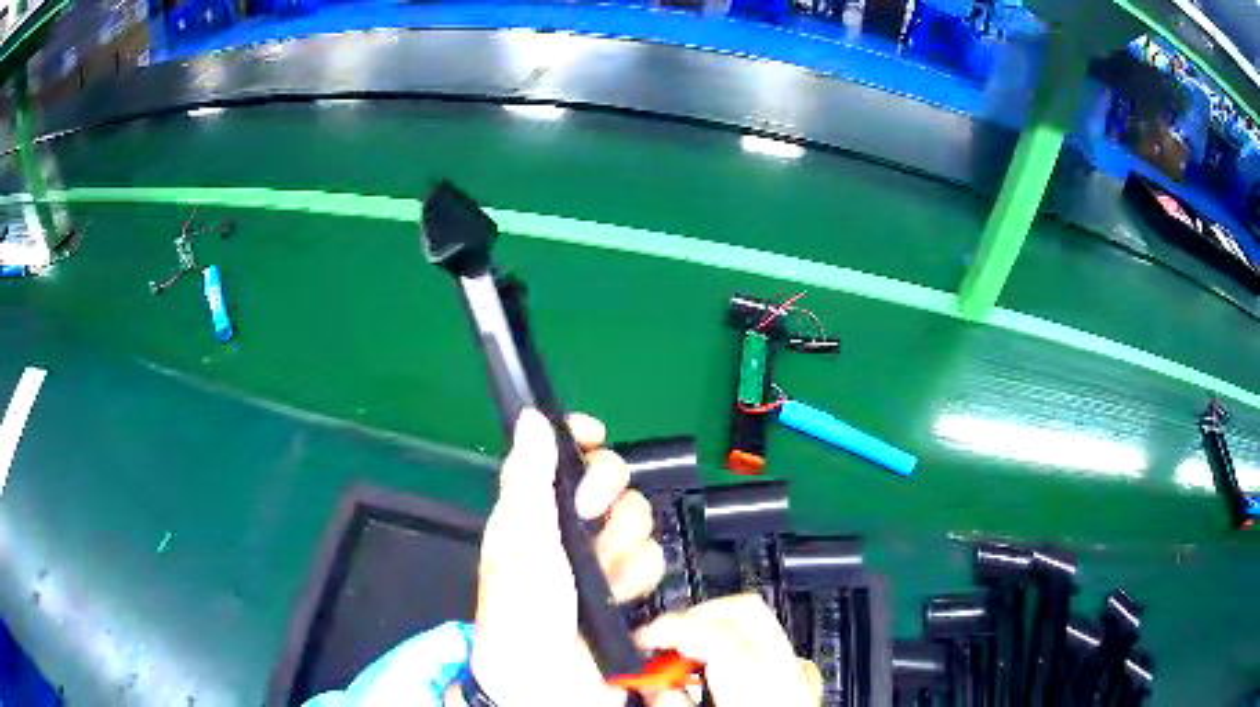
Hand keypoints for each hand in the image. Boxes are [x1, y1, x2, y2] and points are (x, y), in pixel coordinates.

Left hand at [466, 409, 665, 706]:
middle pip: (615, 480)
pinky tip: (621, 598)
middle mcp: (571, 527)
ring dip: (624, 550)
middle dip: (608, 501)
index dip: (580, 439)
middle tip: (589, 522)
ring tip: (604, 577)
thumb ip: (529, 480)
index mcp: (535, 509)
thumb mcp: (520, 543)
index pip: (562, 454)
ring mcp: (603, 557)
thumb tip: (531, 417)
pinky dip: (639, 579)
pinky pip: (654, 558)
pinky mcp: (629, 585)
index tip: (593, 436)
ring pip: (640, 520)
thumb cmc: (522, 611)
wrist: (551, 681)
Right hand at [636, 594, 822, 706]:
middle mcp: (788, 670)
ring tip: (690, 656)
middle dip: (698, 614)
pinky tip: (723, 671)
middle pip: (745, 610)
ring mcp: (800, 672)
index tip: (644, 637)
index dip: (671, 626)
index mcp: (759, 684)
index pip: (715, 630)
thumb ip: (671, 702)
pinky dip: (744, 646)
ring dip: (718, 627)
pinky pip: (775, 647)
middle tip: (665, 639)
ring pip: (761, 622)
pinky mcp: (804, 681)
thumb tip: (649, 682)